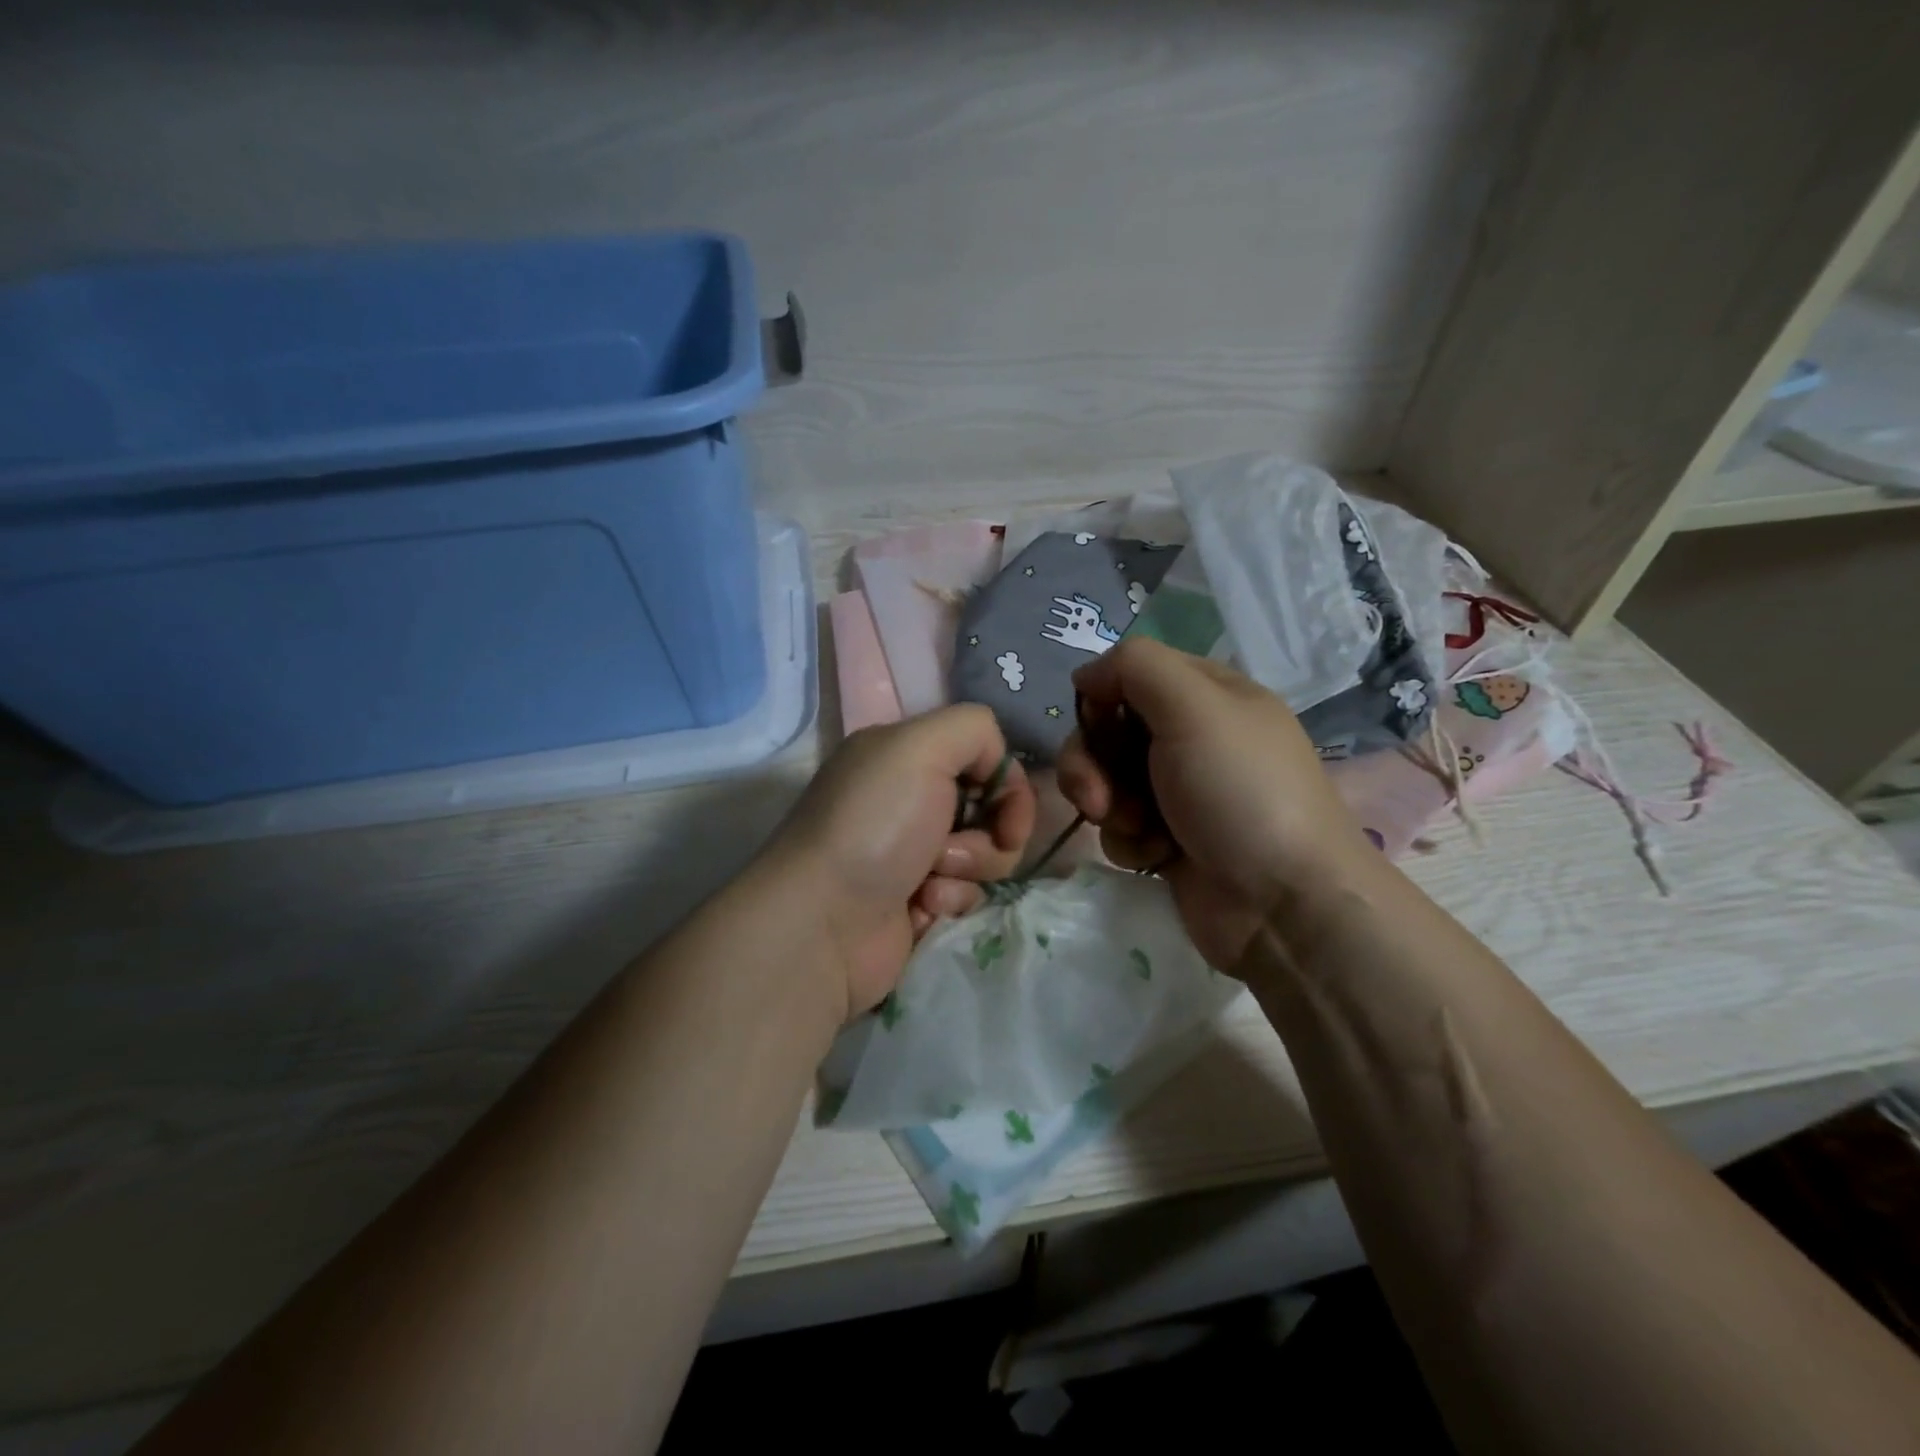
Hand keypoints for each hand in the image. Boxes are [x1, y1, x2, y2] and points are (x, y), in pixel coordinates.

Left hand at [762, 705, 1035, 1018]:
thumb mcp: (921, 746)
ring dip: (969, 867)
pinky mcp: (918, 899)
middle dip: (989, 832)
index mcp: (904, 753)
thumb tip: (998, 766)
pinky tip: (919, 906)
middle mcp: (908, 797)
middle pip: (991, 807)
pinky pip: (967, 892)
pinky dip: (951, 899)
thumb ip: (974, 729)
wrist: (824, 922)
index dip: (1005, 783)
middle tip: (952, 849)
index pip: (983, 754)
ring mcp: (913, 851)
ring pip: (986, 853)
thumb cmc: (874, 826)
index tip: (1007, 813)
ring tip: (929, 880)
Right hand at [1057, 638, 1374, 968]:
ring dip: (1109, 806)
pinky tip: (1156, 857)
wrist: (1283, 903)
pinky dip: (1129, 842)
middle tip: (1100, 797)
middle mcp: (1192, 737)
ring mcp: (1179, 792)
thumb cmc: (1241, 793)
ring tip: (1140, 831)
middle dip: (1093, 762)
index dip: (1103, 696)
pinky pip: (1120, 827)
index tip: (1096, 724)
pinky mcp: (1167, 840)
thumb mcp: (1196, 706)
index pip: (1131, 674)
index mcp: (1208, 695)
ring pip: (1107, 781)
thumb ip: (1135, 667)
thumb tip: (1087, 675)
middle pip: (1108, 730)